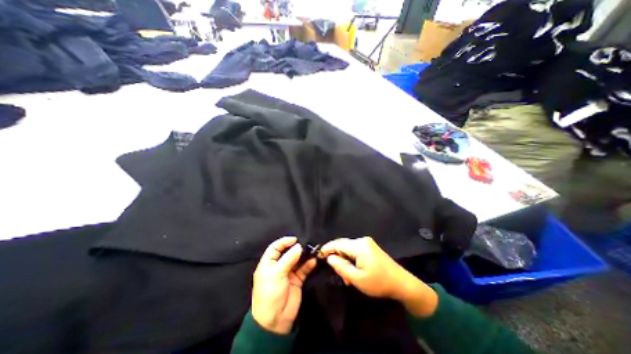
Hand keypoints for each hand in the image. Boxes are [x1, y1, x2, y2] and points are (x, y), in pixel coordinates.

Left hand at [252, 236, 317, 332]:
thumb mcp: (277, 274)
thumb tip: (299, 246)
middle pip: (288, 252)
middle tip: (305, 244)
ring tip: (311, 251)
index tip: (294, 239)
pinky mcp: (297, 280)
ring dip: (304, 256)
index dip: (284, 242)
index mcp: (268, 263)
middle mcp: (278, 266)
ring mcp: (288, 273)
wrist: (275, 321)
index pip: (275, 248)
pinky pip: (303, 269)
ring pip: (297, 260)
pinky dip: (308, 265)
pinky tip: (313, 262)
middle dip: (296, 248)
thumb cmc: (270, 293)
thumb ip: (289, 259)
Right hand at [323, 237, 436, 317]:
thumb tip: (329, 258)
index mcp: (359, 246)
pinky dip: (351, 260)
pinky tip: (354, 271)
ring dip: (344, 261)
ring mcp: (367, 243)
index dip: (327, 248)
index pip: (337, 243)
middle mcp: (362, 240)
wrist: (402, 283)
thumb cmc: (379, 282)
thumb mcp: (357, 279)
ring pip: (348, 249)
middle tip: (338, 274)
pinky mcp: (370, 247)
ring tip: (347, 277)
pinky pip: (355, 250)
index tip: (318, 255)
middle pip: (342, 245)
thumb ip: (341, 267)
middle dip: (337, 258)